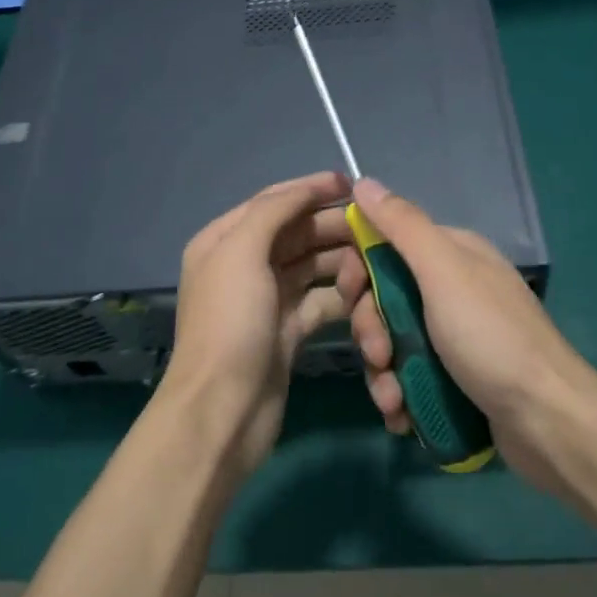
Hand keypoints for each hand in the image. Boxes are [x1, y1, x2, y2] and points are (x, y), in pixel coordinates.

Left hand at [158, 171, 361, 479]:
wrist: (222, 411)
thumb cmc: (230, 323)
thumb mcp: (242, 253)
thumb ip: (274, 211)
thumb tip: (308, 188)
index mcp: (225, 240)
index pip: (274, 201)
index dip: (311, 189)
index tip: (352, 185)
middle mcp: (245, 264)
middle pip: (297, 233)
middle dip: (333, 227)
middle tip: (375, 230)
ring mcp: (267, 299)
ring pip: (313, 266)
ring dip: (341, 263)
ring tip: (373, 265)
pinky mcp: (288, 331)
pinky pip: (321, 301)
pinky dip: (341, 297)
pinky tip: (365, 295)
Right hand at [340, 177, 596, 491]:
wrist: (549, 423)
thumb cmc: (491, 337)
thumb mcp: (444, 271)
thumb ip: (402, 226)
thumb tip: (362, 181)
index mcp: (451, 254)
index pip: (386, 244)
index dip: (361, 268)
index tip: (351, 295)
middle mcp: (451, 289)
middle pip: (384, 296)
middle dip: (371, 328)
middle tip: (379, 355)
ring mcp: (454, 336)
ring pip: (392, 341)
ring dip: (382, 371)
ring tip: (393, 400)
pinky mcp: (455, 379)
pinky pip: (409, 377)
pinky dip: (399, 395)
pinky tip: (402, 416)